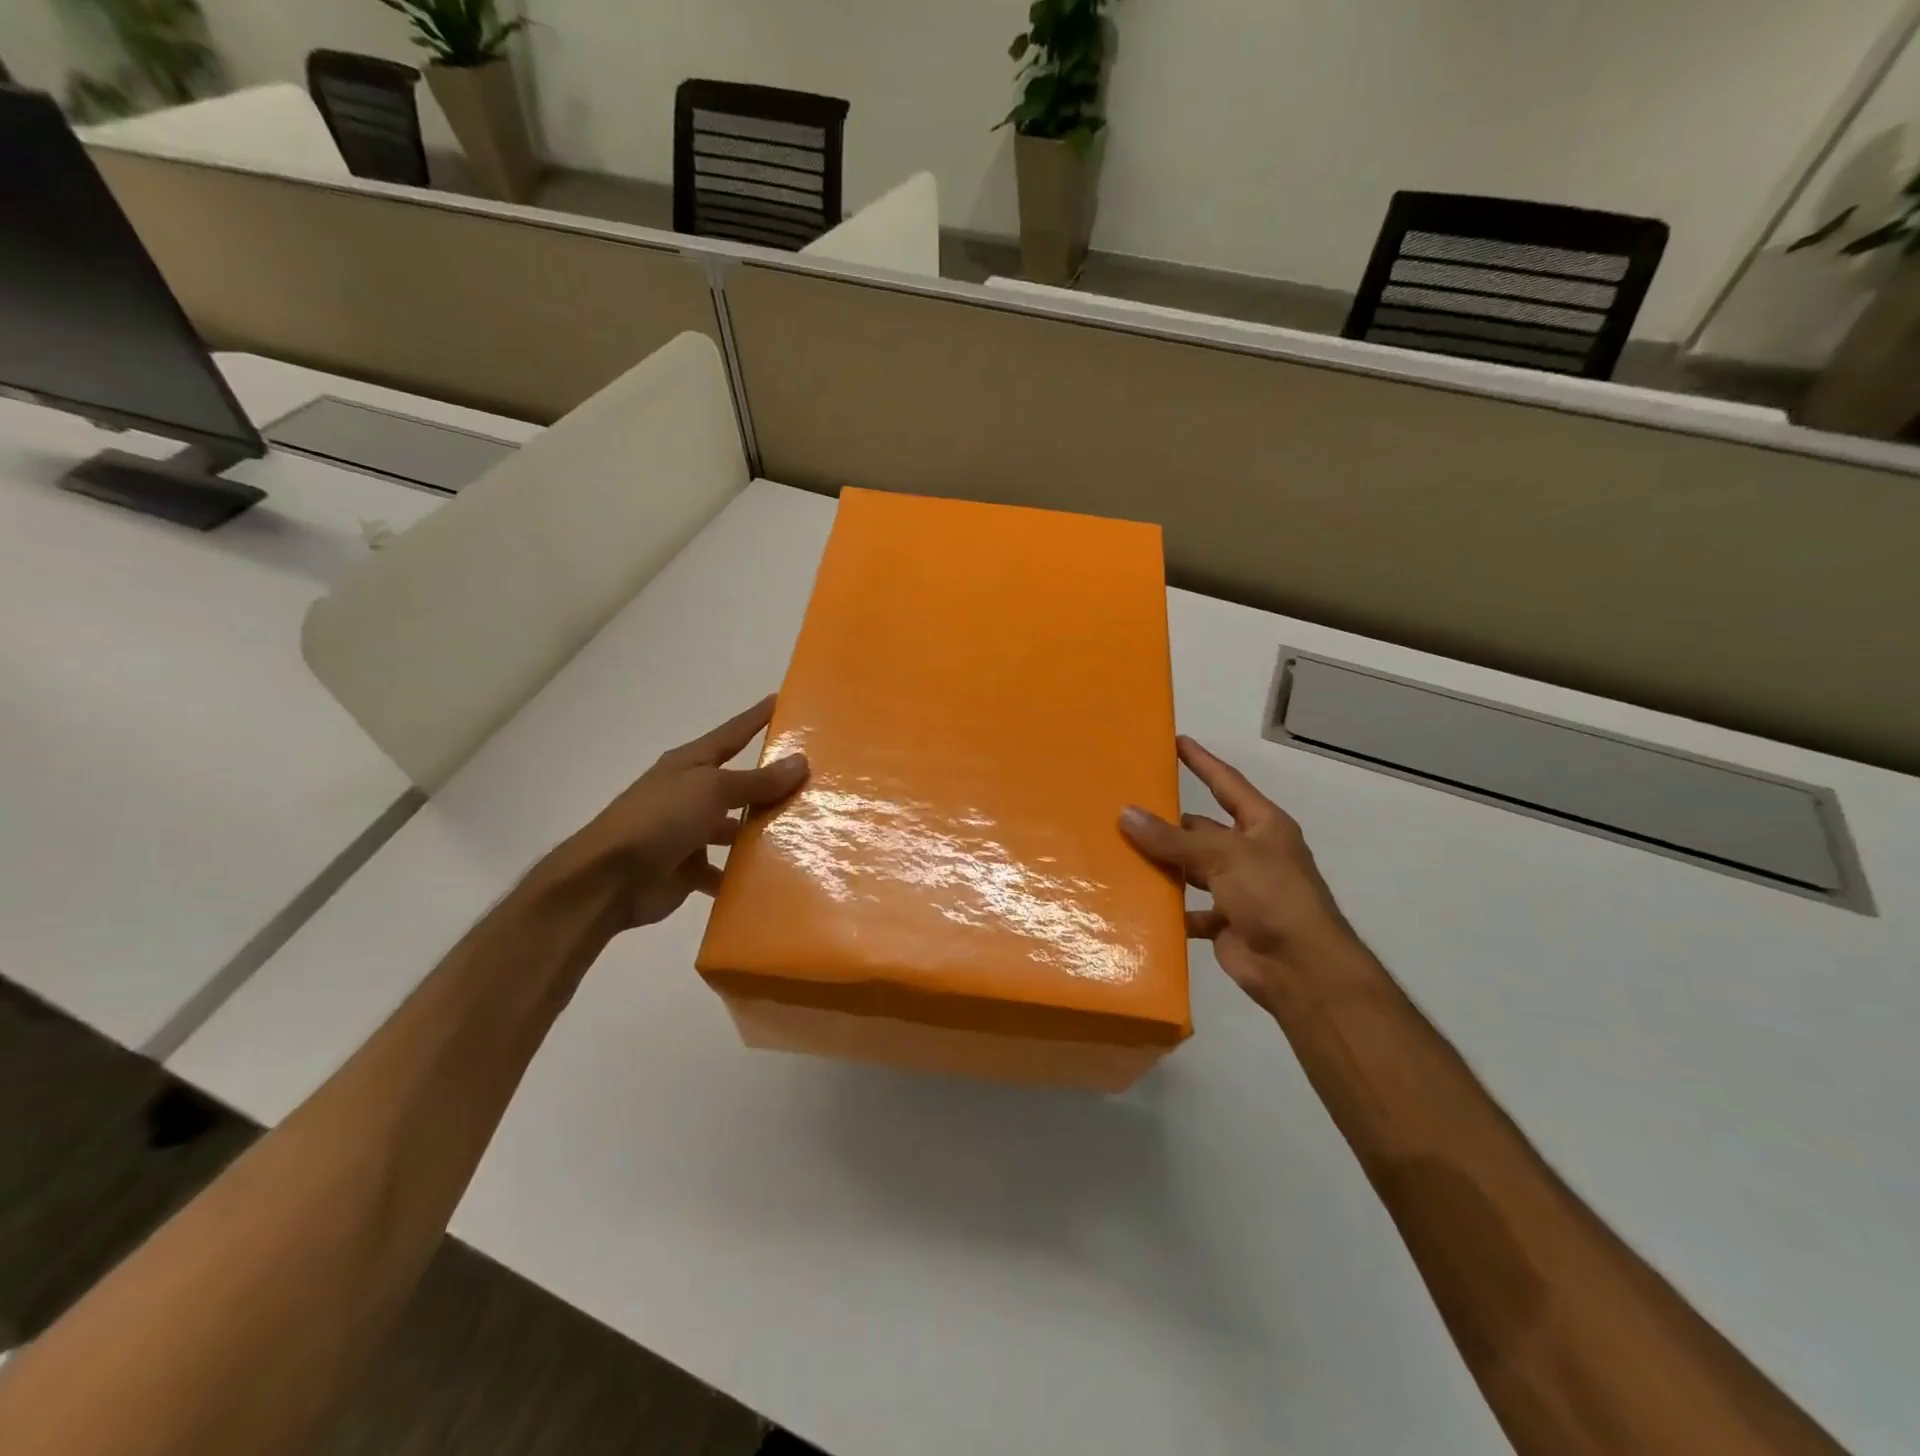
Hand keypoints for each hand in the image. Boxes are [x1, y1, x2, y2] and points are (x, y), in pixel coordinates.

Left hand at [558, 695, 807, 929]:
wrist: (609, 879)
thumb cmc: (660, 819)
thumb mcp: (712, 791)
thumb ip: (757, 781)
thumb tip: (800, 761)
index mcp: (691, 765)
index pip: (732, 734)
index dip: (755, 718)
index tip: (781, 700)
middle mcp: (691, 794)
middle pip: (740, 784)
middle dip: (772, 784)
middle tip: (817, 782)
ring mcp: (690, 832)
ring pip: (736, 829)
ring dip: (762, 832)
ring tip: (806, 833)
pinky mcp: (690, 868)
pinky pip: (726, 870)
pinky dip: (744, 874)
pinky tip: (776, 877)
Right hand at [1120, 736, 1374, 1015]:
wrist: (1301, 969)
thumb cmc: (1272, 896)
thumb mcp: (1223, 856)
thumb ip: (1173, 838)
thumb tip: (1125, 814)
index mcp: (1262, 826)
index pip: (1226, 783)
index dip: (1202, 762)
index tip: (1175, 741)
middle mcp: (1250, 853)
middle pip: (1202, 829)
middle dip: (1168, 823)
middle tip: (1124, 808)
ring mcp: (1238, 889)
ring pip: (1191, 868)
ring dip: (1164, 865)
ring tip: (1120, 852)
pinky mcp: (1225, 922)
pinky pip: (1188, 909)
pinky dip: (1168, 908)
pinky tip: (1137, 902)